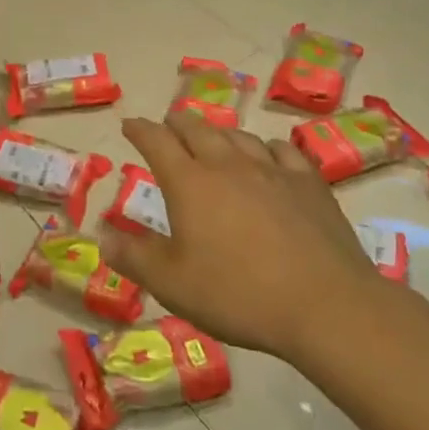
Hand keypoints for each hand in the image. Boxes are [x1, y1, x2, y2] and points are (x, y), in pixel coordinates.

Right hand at [98, 113, 383, 361]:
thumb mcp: (171, 284)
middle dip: (177, 123)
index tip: (130, 125)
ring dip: (218, 132)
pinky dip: (264, 147)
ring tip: (212, 136)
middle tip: (168, 125)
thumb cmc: (237, 295)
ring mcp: (273, 170)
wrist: (325, 306)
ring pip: (238, 136)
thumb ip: (133, 257)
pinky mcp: (309, 184)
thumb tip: (102, 236)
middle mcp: (228, 165)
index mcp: (190, 183)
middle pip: (197, 129)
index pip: (156, 142)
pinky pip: (281, 150)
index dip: (140, 130)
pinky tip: (267, 155)